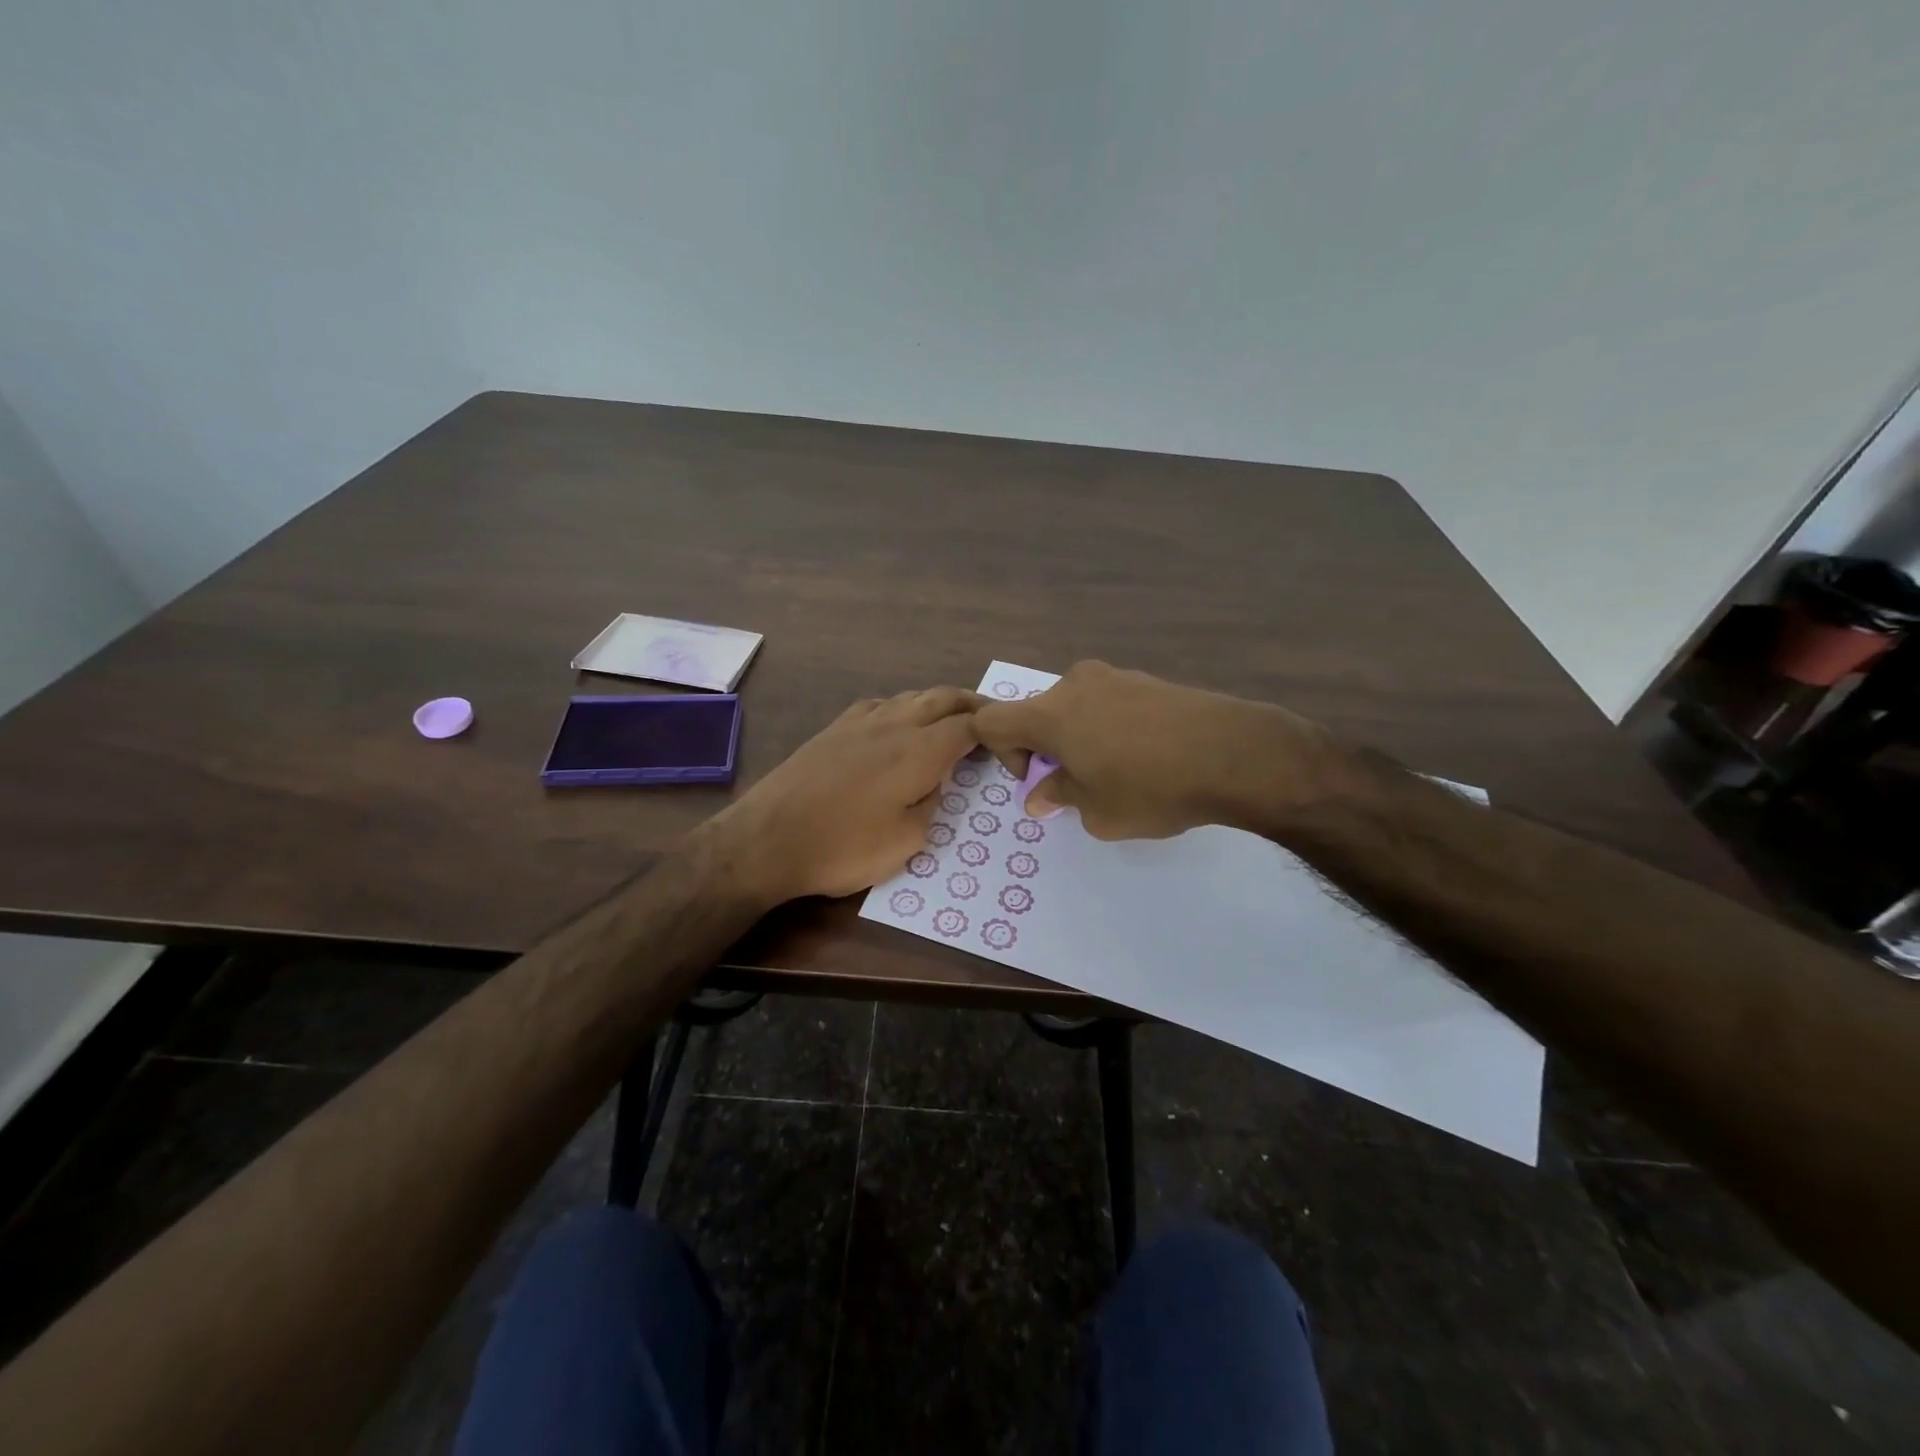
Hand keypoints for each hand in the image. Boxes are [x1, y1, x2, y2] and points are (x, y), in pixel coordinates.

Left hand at [705, 687, 981, 902]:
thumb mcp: (906, 842)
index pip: (968, 726)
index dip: (994, 730)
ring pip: (910, 696)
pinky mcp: (832, 729)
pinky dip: (901, 707)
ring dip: (937, 702)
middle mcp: (893, 725)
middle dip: (972, 703)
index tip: (1009, 742)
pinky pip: (879, 705)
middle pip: (942, 698)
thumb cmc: (843, 847)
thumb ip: (931, 805)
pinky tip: (897, 723)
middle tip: (992, 716)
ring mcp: (859, 722)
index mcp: (918, 751)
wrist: (767, 839)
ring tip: (950, 718)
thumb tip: (933, 784)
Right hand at [969, 661, 1331, 839]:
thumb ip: (1060, 797)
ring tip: (1120, 773)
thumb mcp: (1097, 811)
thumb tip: (1040, 794)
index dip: (1002, 753)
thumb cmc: (1152, 788)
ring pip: (1076, 708)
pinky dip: (1110, 728)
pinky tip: (1148, 756)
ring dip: (1080, 738)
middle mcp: (1076, 685)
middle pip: (1038, 713)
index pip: (992, 721)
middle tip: (1080, 784)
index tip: (1038, 779)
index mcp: (1051, 713)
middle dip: (1047, 749)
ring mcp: (1116, 677)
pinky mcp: (1149, 680)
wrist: (1236, 753)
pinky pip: (1110, 703)